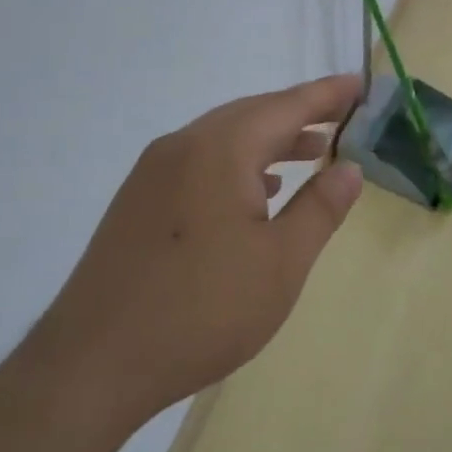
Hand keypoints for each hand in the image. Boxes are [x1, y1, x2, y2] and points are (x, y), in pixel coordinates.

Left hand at [23, 75, 364, 451]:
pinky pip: (199, 162)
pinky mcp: (137, 202)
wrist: (91, 366)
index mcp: (219, 150)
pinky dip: (238, 163)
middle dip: (299, 114)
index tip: (360, 85)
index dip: (327, 95)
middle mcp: (182, 147)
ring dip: (270, 140)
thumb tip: (349, 168)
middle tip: (342, 118)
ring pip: (224, 138)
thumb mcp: (281, 262)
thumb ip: (320, 208)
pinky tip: (256, 192)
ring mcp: (152, 173)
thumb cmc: (201, 311)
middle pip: (252, 114)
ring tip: (311, 152)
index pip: (286, 106)